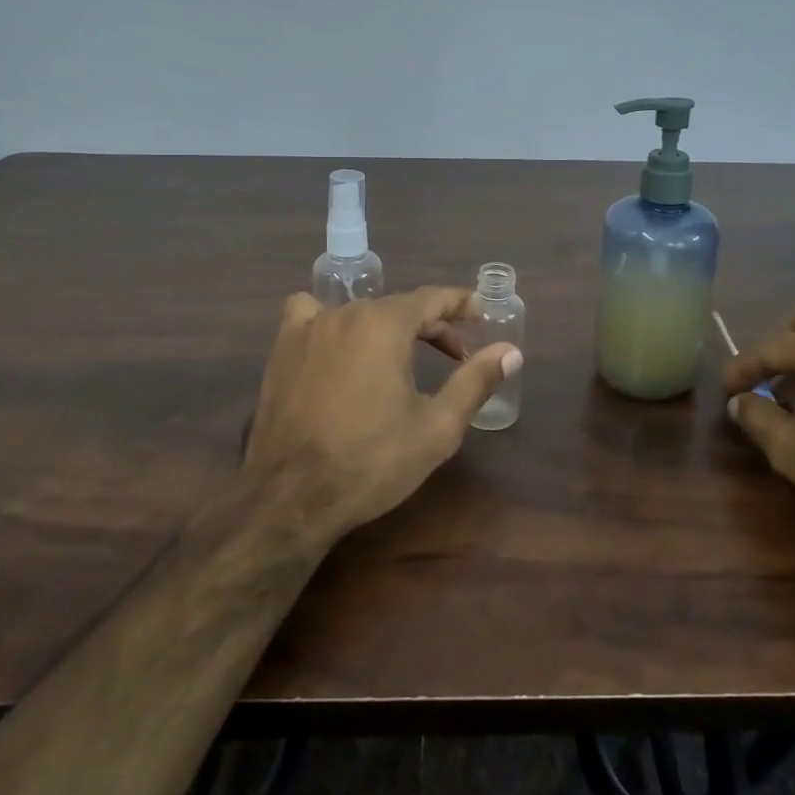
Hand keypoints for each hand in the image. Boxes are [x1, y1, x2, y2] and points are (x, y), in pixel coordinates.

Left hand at [246, 287, 521, 540]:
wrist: (292, 496)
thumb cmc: (372, 461)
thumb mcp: (437, 427)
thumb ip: (476, 381)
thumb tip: (512, 352)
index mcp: (385, 325)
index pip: (432, 298)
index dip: (460, 303)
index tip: (481, 313)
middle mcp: (346, 313)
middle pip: (398, 306)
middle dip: (432, 326)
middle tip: (456, 355)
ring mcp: (309, 329)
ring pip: (359, 312)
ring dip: (387, 327)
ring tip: (401, 357)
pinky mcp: (282, 350)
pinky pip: (308, 315)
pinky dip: (328, 320)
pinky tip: (335, 345)